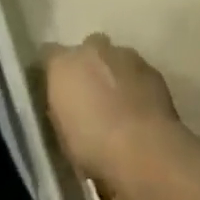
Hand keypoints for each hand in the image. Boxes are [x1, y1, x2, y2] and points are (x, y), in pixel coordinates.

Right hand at [42, 34, 180, 186]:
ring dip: (113, 74)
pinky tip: (139, 110)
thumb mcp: (62, 134)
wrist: (145, 150)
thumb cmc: (94, 147)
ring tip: (119, 105)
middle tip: (91, 96)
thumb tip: (66, 104)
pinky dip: (136, 85)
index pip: (48, 53)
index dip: (53, 70)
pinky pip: (138, 72)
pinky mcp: (152, 68)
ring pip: (114, 58)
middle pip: (86, 49)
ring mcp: (125, 55)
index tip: (57, 89)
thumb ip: (61, 108)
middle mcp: (92, 50)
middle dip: (88, 67)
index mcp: (63, 65)